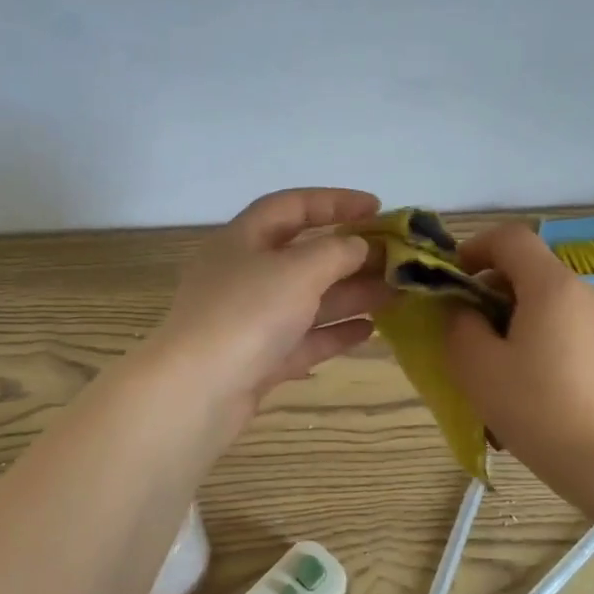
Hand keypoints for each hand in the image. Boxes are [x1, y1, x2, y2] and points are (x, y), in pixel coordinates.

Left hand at [152, 187, 388, 424]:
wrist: (198, 391)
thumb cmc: (247, 314)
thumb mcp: (297, 270)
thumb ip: (335, 252)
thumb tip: (358, 246)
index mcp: (242, 240)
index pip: (290, 207)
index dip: (334, 201)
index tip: (378, 207)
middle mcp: (244, 275)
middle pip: (303, 256)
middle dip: (350, 255)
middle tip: (396, 259)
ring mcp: (250, 321)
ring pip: (307, 300)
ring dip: (350, 295)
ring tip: (396, 293)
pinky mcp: (259, 360)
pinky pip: (303, 339)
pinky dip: (334, 333)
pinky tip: (369, 331)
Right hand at [444, 223, 593, 471]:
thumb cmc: (536, 406)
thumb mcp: (477, 365)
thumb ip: (459, 325)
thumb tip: (464, 311)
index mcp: (552, 285)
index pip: (510, 238)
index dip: (474, 248)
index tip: (451, 279)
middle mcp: (583, 291)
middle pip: (528, 268)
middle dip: (488, 288)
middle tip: (464, 327)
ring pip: (544, 299)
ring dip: (510, 316)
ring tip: (491, 361)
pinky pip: (562, 324)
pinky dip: (534, 335)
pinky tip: (523, 379)